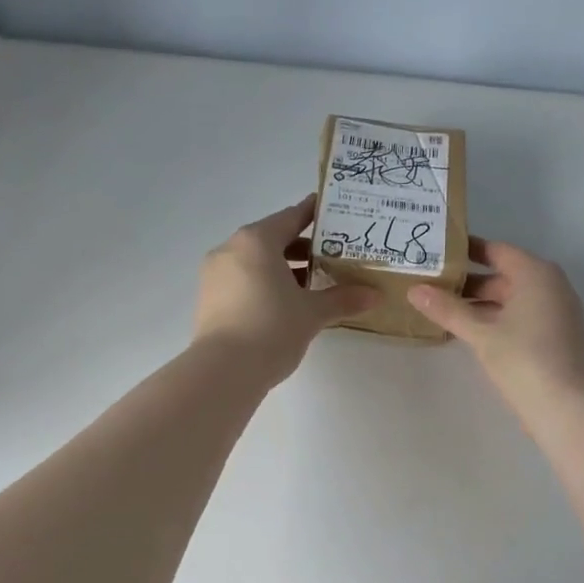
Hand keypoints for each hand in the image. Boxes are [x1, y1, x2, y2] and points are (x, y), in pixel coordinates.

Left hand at [193, 197, 375, 384]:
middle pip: (272, 239)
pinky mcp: (209, 297)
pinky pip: (243, 279)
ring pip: (256, 261)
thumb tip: (374, 294)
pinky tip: (286, 303)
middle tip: (333, 256)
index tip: (333, 212)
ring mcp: (215, 273)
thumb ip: (342, 299)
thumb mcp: (312, 313)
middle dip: (303, 248)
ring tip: (314, 284)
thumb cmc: (272, 328)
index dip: (314, 214)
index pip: (291, 217)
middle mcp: (231, 248)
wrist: (223, 371)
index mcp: (257, 241)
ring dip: (283, 268)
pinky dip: (265, 283)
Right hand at [407, 240, 583, 410]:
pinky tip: (468, 332)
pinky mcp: (555, 336)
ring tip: (441, 309)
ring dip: (479, 304)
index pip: (496, 251)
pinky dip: (495, 319)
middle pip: (502, 276)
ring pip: (510, 299)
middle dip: (467, 283)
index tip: (436, 252)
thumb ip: (448, 310)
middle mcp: (550, 285)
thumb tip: (414, 290)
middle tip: (430, 285)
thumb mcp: (481, 333)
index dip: (465, 251)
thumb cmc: (524, 359)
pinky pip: (520, 317)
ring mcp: (556, 312)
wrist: (567, 408)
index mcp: (536, 274)